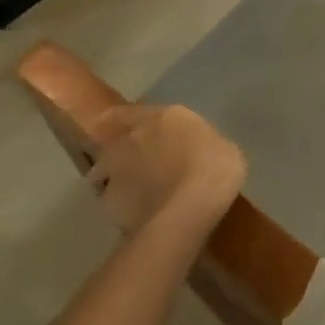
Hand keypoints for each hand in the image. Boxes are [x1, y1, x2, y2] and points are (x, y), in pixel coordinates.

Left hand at [85, 104, 246, 234]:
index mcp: (162, 117)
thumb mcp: (220, 146)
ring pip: (103, 169)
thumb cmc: (215, 167)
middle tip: (133, 161)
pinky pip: (111, 198)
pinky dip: (120, 202)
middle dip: (119, 149)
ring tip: (130, 190)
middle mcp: (133, 136)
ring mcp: (117, 169)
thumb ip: (198, 143)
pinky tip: (135, 213)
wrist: (189, 208)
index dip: (121, 119)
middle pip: (112, 139)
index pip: (126, 111)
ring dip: (112, 175)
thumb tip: (194, 150)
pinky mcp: (109, 201)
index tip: (120, 126)